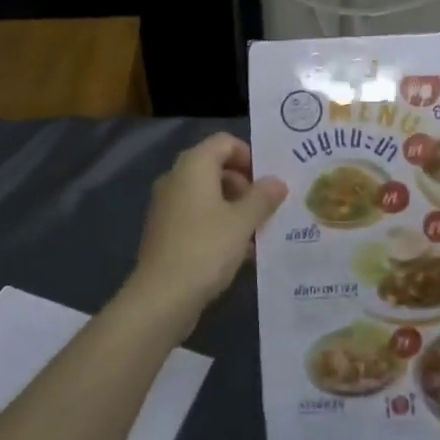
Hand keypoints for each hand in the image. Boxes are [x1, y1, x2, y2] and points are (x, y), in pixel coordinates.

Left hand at [122, 133, 286, 332]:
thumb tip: (277, 182)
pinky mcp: (164, 233)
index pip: (224, 142)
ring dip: (234, 209)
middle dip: (244, 186)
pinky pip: (197, 218)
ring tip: (257, 233)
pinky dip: (218, 226)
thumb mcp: (243, 221)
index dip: (249, 156)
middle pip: (215, 168)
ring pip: (207, 196)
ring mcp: (167, 206)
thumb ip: (263, 197)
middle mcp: (176, 178)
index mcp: (194, 166)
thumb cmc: (206, 248)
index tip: (267, 182)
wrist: (161, 297)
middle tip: (266, 209)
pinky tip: (239, 253)